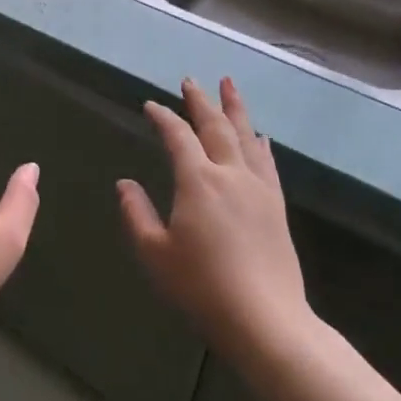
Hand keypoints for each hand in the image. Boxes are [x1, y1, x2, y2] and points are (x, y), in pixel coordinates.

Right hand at [118, 77, 311, 364]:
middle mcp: (230, 174)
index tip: (151, 106)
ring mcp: (258, 188)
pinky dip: (260, 143)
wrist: (265, 320)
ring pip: (246, 136)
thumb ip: (136, 214)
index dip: (163, 118)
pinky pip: (267, 163)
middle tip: (190, 80)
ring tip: (229, 85)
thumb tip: (124, 184)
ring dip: (235, 108)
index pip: (178, 137)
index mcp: (197, 181)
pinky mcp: (276, 206)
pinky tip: (260, 136)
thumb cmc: (201, 288)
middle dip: (200, 101)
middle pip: (215, 126)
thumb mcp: (155, 254)